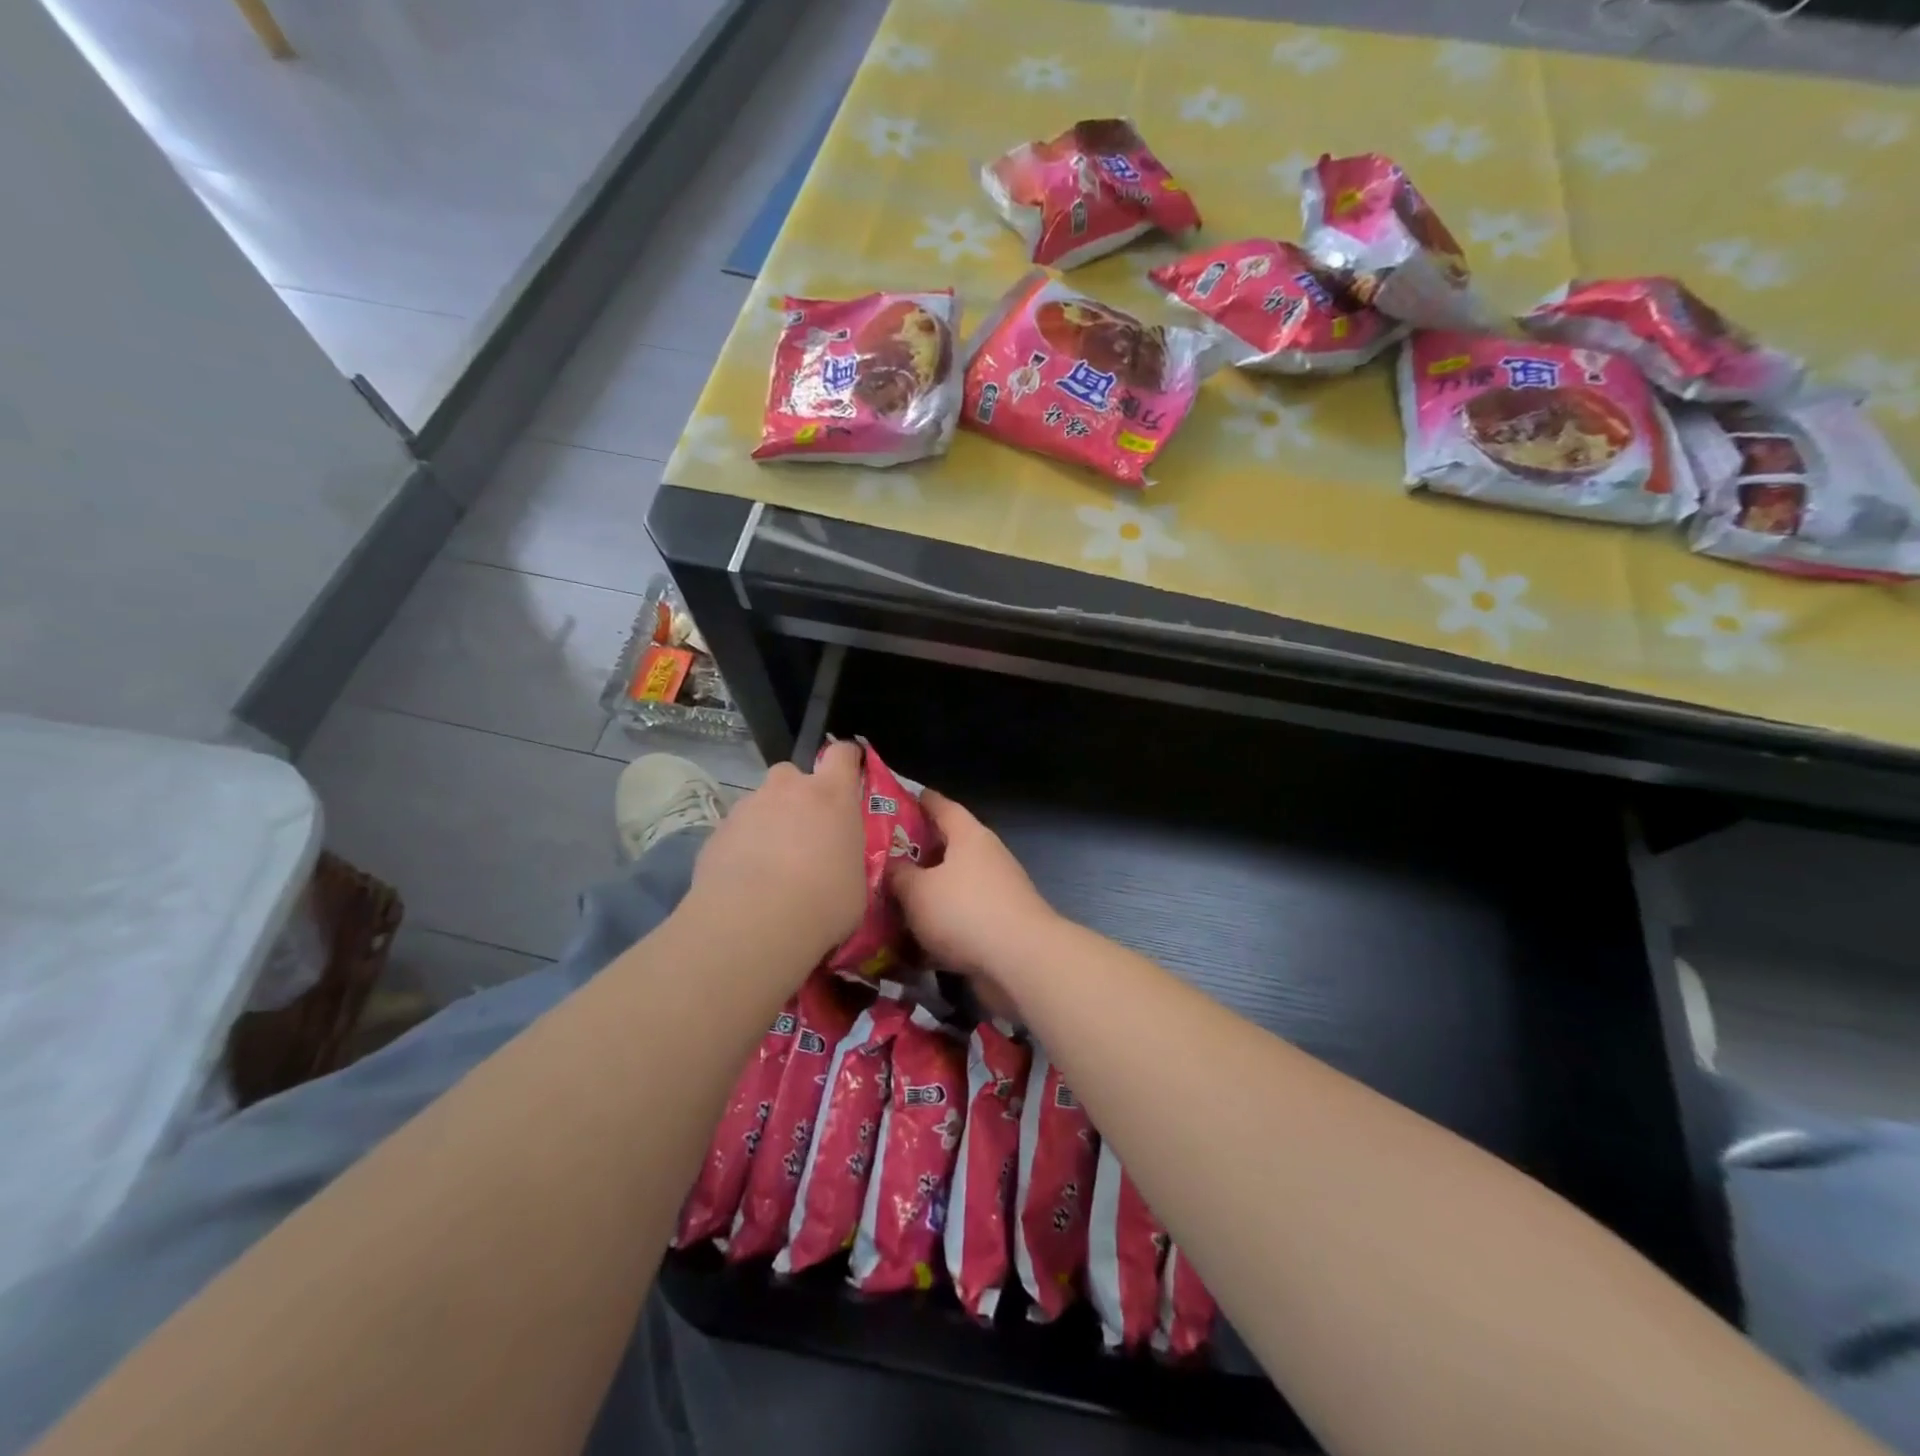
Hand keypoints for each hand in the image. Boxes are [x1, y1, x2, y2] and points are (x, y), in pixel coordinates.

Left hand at [689, 741, 867, 961]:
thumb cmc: (823, 903)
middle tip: (805, 832)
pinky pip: (737, 831)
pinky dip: (743, 847)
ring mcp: (748, 807)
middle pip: (793, 774)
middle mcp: (788, 789)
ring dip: (769, 823)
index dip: (847, 759)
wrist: (752, 925)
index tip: (850, 774)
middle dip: (798, 795)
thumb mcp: (856, 882)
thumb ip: (848, 857)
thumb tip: (841, 861)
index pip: (842, 754)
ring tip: (771, 865)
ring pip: (761, 804)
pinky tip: (745, 882)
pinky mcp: (717, 832)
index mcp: (832, 796)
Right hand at [889, 791, 1057, 985]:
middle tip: (884, 857)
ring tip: (892, 901)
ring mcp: (997, 892)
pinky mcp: (999, 925)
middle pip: (948, 847)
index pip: (942, 806)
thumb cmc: (965, 911)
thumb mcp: (918, 891)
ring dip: (928, 893)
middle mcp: (986, 857)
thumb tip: (893, 866)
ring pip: (953, 886)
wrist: (1021, 960)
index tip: (899, 798)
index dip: (921, 800)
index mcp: (969, 836)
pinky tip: (914, 941)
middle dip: (918, 852)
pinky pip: (961, 918)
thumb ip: (900, 876)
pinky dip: (940, 925)